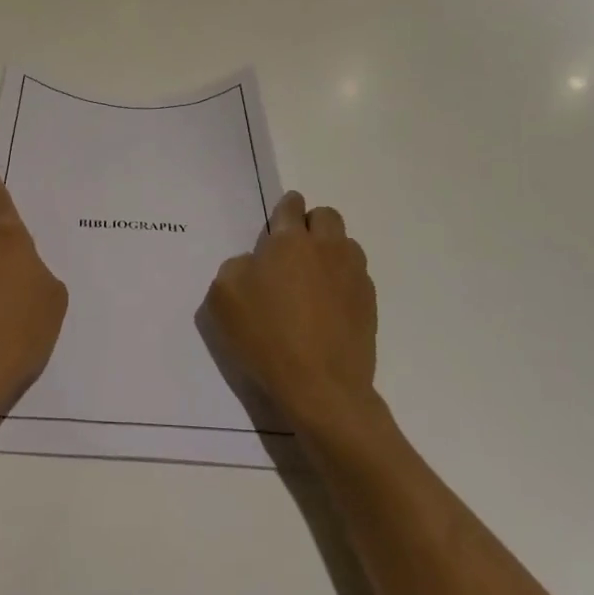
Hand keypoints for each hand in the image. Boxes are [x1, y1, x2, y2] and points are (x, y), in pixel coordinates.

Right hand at [205, 192, 379, 431]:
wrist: (321, 387)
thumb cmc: (266, 337)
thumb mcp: (223, 297)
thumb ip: (236, 267)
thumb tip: (255, 263)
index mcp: (289, 242)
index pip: (291, 206)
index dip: (285, 208)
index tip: (281, 219)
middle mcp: (326, 249)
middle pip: (326, 216)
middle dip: (311, 223)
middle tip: (294, 249)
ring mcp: (353, 275)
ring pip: (346, 244)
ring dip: (330, 251)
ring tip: (314, 278)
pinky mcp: (369, 304)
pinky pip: (356, 276)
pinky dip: (343, 281)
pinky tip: (328, 306)